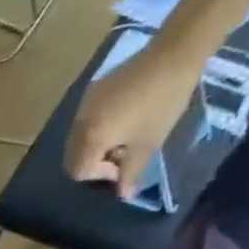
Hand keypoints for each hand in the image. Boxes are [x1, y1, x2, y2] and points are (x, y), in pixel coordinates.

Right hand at [66, 43, 203, 199]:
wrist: (174, 53)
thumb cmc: (163, 103)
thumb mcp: (149, 143)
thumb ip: (131, 172)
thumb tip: (123, 194)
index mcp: (91, 139)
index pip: (79, 171)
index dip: (100, 175)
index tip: (124, 166)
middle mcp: (79, 125)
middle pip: (74, 157)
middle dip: (94, 162)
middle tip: (122, 153)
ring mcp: (84, 107)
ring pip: (78, 139)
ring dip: (96, 145)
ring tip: (124, 135)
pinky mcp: (93, 91)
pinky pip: (86, 120)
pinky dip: (98, 127)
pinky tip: (123, 116)